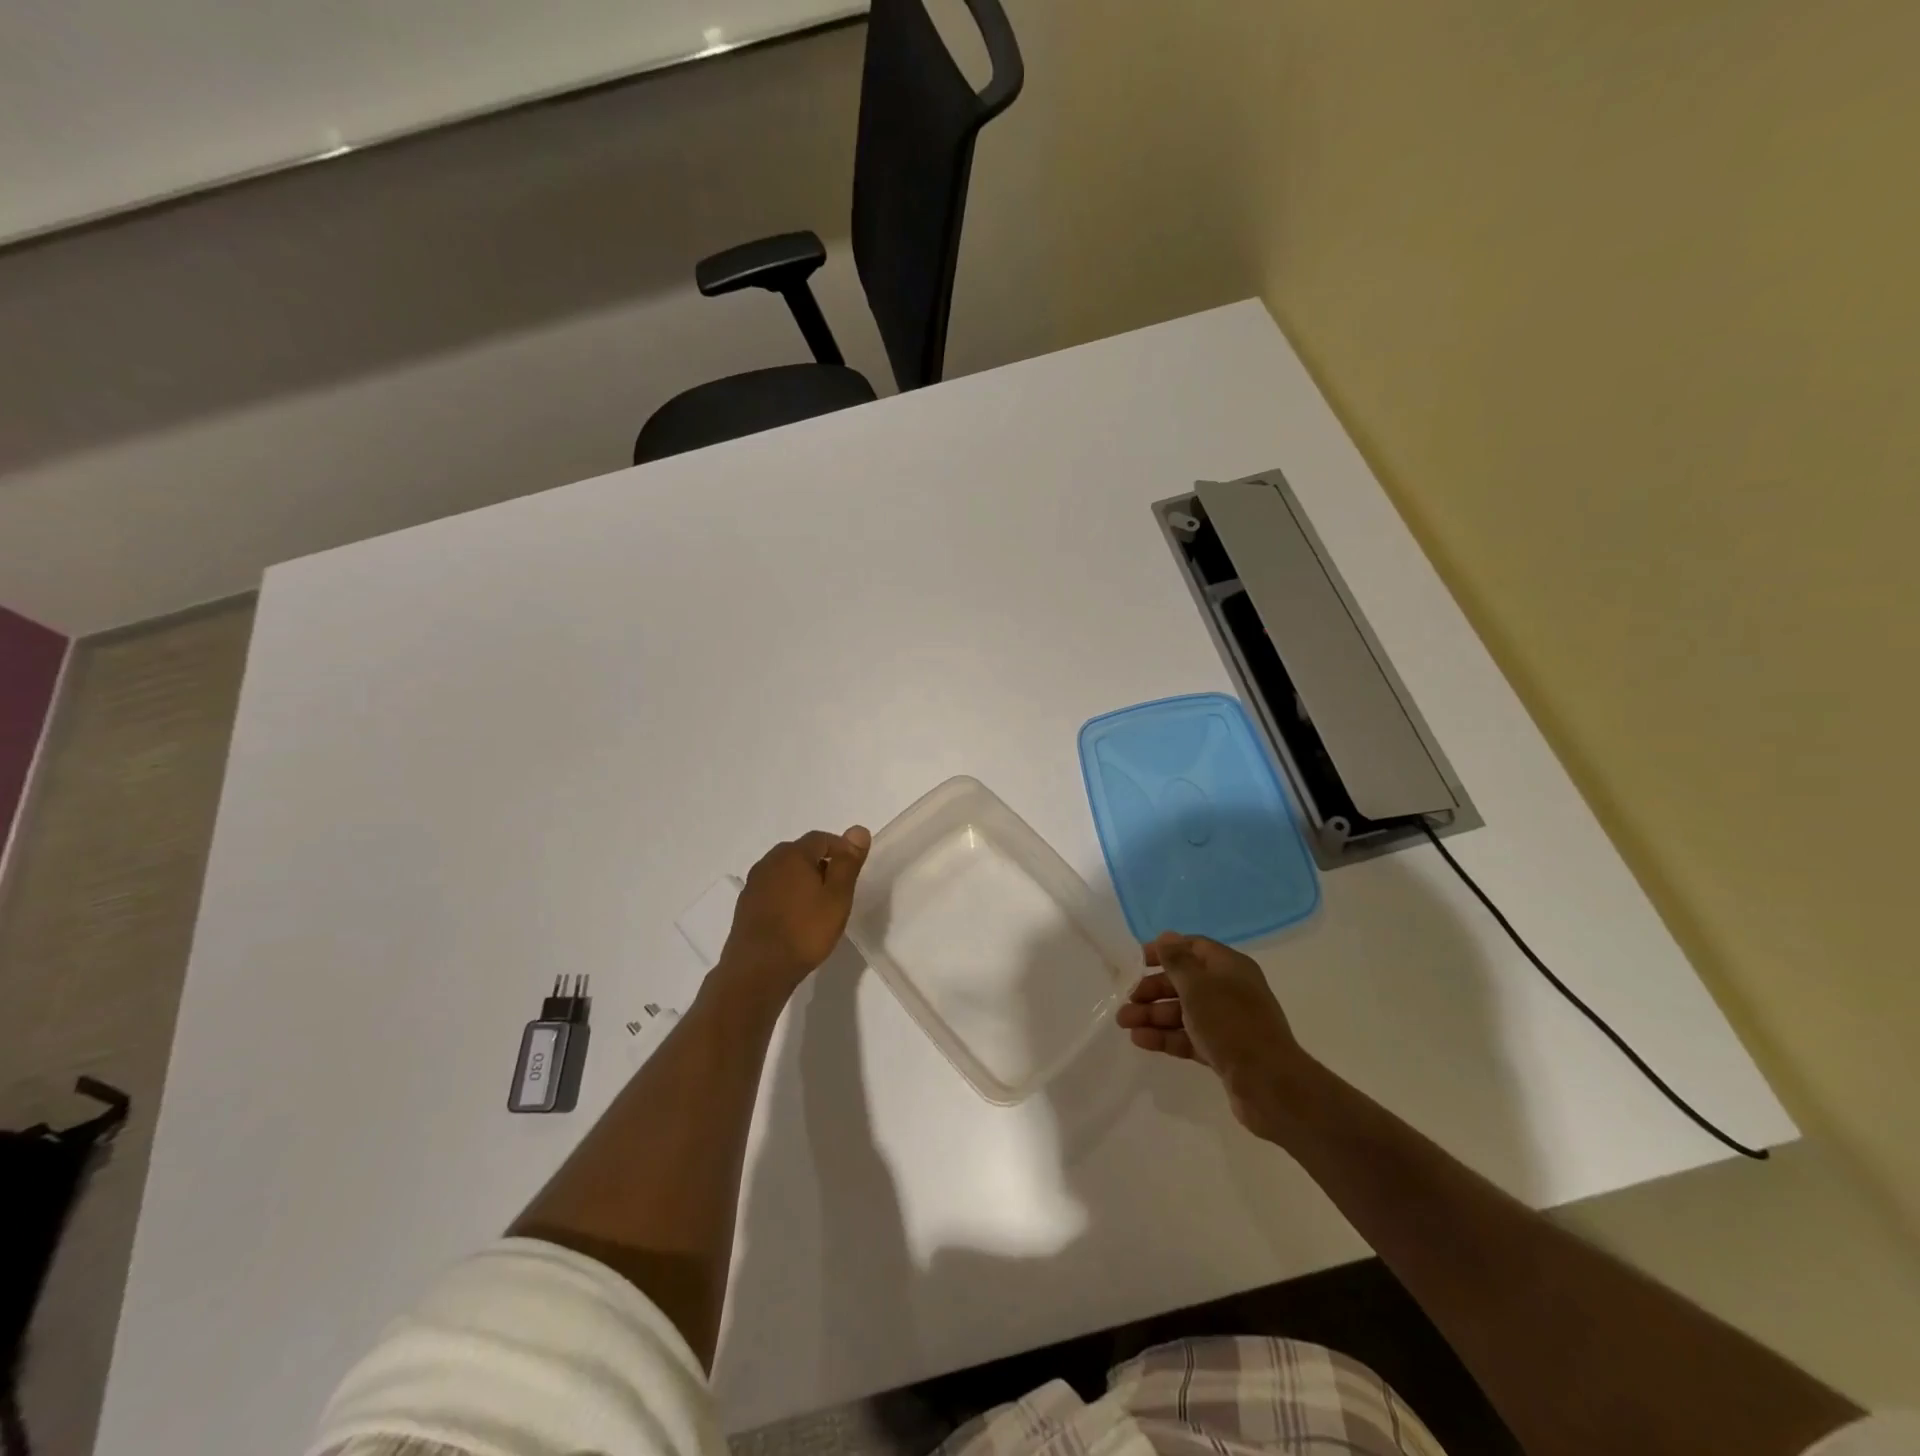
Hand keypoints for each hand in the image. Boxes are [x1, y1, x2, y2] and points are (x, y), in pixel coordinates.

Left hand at [719, 827, 870, 993]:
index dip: (841, 850)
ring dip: (803, 881)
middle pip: (801, 853)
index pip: (822, 838)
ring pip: (785, 872)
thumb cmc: (805, 931)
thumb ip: (848, 862)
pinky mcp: (745, 905)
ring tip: (818, 906)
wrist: (758, 970)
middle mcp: (769, 862)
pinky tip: (795, 919)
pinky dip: (787, 896)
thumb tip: (858, 829)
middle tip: (838, 890)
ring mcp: (754, 884)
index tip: (853, 871)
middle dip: (822, 865)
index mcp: (792, 854)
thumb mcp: (837, 896)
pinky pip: (773, 890)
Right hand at [1116, 932, 1311, 1137]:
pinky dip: (1166, 1037)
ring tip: (1124, 1023)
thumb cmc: (1231, 1025)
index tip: (1136, 961)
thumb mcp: (1198, 987)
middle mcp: (1230, 990)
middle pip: (1184, 982)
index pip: (1193, 947)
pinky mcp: (1223, 1051)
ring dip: (1153, 1015)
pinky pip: (1189, 1037)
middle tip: (1126, 1000)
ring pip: (1183, 1012)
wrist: (1270, 1085)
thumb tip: (1166, 936)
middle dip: (1152, 989)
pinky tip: (1141, 1041)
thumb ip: (1177, 961)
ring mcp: (1227, 1023)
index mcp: (1229, 967)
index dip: (1164, 951)